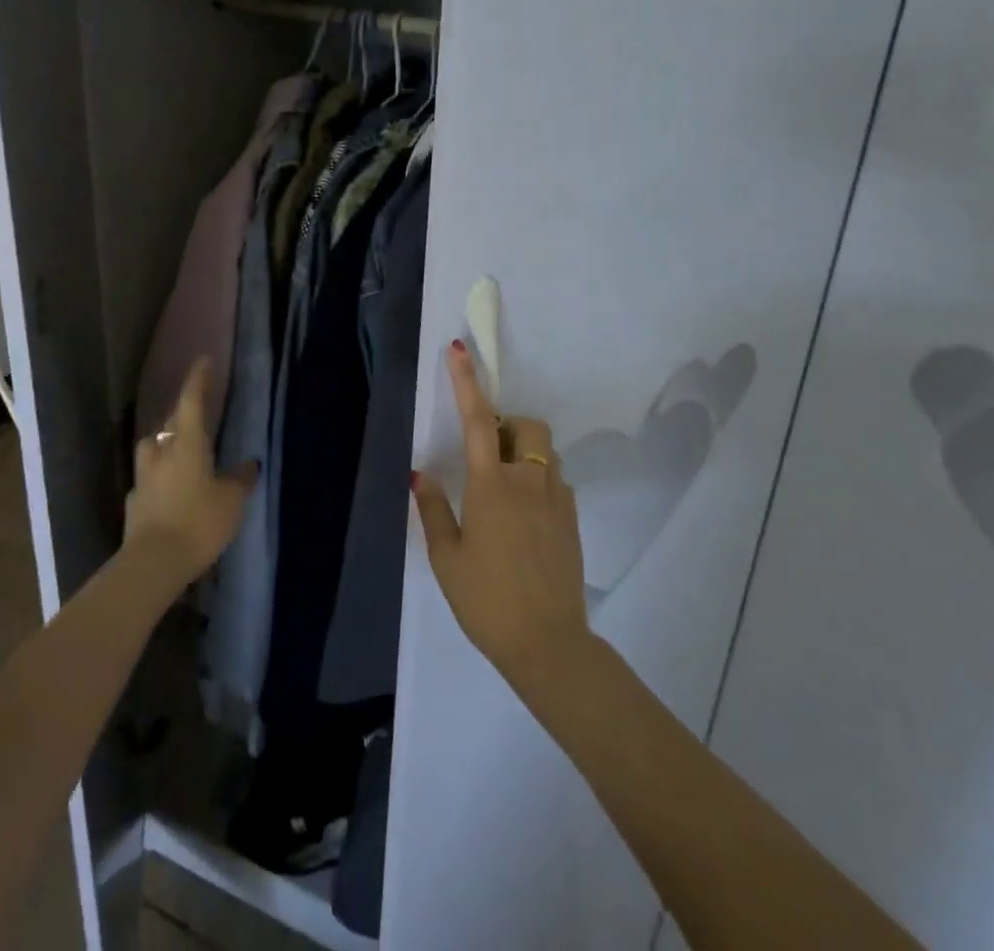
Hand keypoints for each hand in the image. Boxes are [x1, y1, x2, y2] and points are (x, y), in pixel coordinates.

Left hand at [124, 358, 256, 595]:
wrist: (152, 564)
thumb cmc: (198, 523)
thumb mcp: (231, 501)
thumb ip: (240, 479)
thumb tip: (249, 463)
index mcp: (187, 443)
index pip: (191, 401)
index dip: (198, 380)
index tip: (203, 361)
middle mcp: (161, 452)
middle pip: (170, 423)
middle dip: (183, 414)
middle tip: (197, 413)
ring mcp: (143, 477)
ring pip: (153, 447)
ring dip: (165, 443)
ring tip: (180, 450)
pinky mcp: (134, 501)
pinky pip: (148, 477)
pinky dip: (159, 476)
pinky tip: (168, 488)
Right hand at [413, 341, 593, 697]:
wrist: (548, 645)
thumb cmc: (487, 601)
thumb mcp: (446, 557)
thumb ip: (432, 508)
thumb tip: (420, 472)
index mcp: (491, 486)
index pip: (479, 420)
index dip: (467, 381)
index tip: (460, 349)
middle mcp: (528, 481)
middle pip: (527, 425)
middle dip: (508, 424)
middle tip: (487, 452)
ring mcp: (557, 499)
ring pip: (544, 451)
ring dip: (522, 451)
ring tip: (502, 487)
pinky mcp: (573, 518)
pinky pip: (555, 479)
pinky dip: (537, 478)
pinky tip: (523, 517)